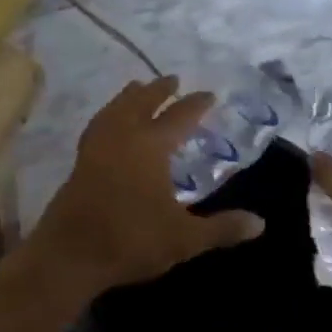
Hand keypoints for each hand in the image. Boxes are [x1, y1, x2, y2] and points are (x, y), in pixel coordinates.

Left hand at [34, 76, 264, 297]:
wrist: (71, 252)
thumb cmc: (131, 239)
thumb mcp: (184, 238)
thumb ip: (222, 228)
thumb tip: (261, 222)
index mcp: (150, 146)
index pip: (179, 117)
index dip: (195, 105)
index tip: (208, 94)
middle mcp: (123, 135)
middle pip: (142, 102)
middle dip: (159, 90)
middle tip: (172, 79)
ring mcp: (97, 145)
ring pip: (116, 108)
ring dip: (130, 96)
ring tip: (138, 88)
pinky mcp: (80, 159)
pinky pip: (99, 123)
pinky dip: (109, 113)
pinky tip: (109, 121)